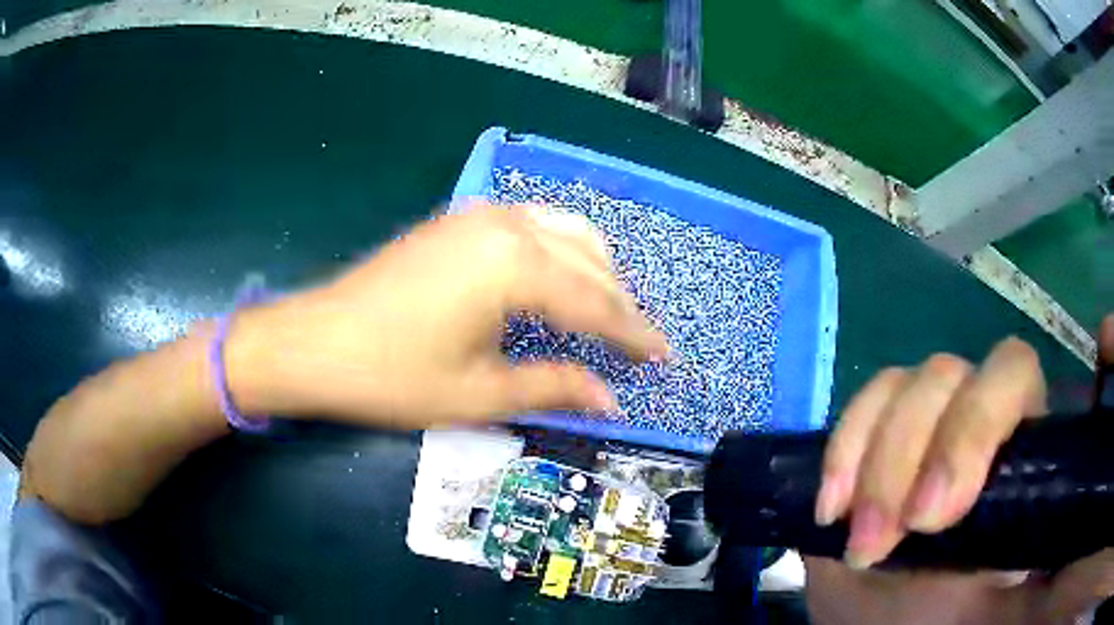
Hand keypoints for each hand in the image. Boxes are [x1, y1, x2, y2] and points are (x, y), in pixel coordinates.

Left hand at [226, 202, 668, 428]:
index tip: (664, 357)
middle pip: (588, 260)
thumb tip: (609, 400)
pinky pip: (531, 225)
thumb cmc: (393, 375)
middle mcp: (505, 224)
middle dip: (619, 302)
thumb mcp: (479, 393)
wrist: (314, 342)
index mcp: (515, 265)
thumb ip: (553, 388)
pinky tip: (558, 279)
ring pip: (563, 230)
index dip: (634, 335)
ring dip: (593, 270)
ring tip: (606, 313)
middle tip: (637, 344)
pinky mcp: (457, 219)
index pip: (595, 303)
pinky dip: (559, 251)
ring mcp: (478, 215)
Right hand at [805, 314, 1113, 624]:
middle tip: (895, 536)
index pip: (1014, 374)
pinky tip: (834, 508)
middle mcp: (974, 424)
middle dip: (920, 451)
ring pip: (906, 385)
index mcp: (1019, 447)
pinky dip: (844, 450)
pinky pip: (862, 407)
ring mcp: (922, 430)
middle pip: (955, 373)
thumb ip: (1060, 554)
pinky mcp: (872, 446)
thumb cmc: (962, 622)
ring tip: (863, 542)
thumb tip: (1076, 513)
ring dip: (877, 464)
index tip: (941, 511)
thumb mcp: (1022, 598)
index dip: (982, 420)